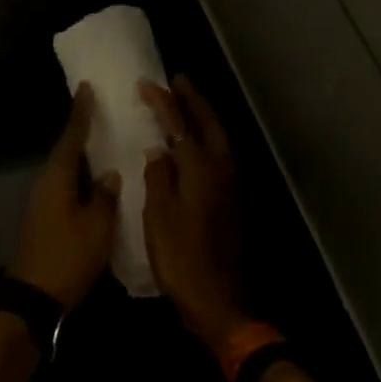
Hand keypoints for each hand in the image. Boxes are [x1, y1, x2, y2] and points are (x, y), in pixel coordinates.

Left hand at [9, 84, 119, 310]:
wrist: (36, 295)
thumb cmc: (69, 257)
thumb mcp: (97, 227)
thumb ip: (104, 196)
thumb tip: (109, 174)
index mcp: (56, 178)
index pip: (70, 138)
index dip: (80, 114)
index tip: (85, 89)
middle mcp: (44, 183)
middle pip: (64, 151)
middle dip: (80, 131)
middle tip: (99, 112)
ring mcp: (40, 201)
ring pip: (63, 169)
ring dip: (79, 155)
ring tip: (101, 142)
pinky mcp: (43, 217)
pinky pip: (62, 186)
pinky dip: (77, 176)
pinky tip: (93, 179)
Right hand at [141, 77, 248, 353]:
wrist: (220, 301)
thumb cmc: (182, 259)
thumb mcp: (159, 217)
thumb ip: (158, 178)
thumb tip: (159, 150)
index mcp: (201, 169)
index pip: (179, 125)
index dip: (163, 102)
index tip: (147, 83)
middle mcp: (222, 170)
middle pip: (209, 124)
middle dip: (194, 100)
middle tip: (178, 80)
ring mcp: (232, 185)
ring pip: (220, 138)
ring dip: (204, 117)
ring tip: (186, 103)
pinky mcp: (233, 200)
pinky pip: (221, 155)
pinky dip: (208, 138)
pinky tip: (195, 144)